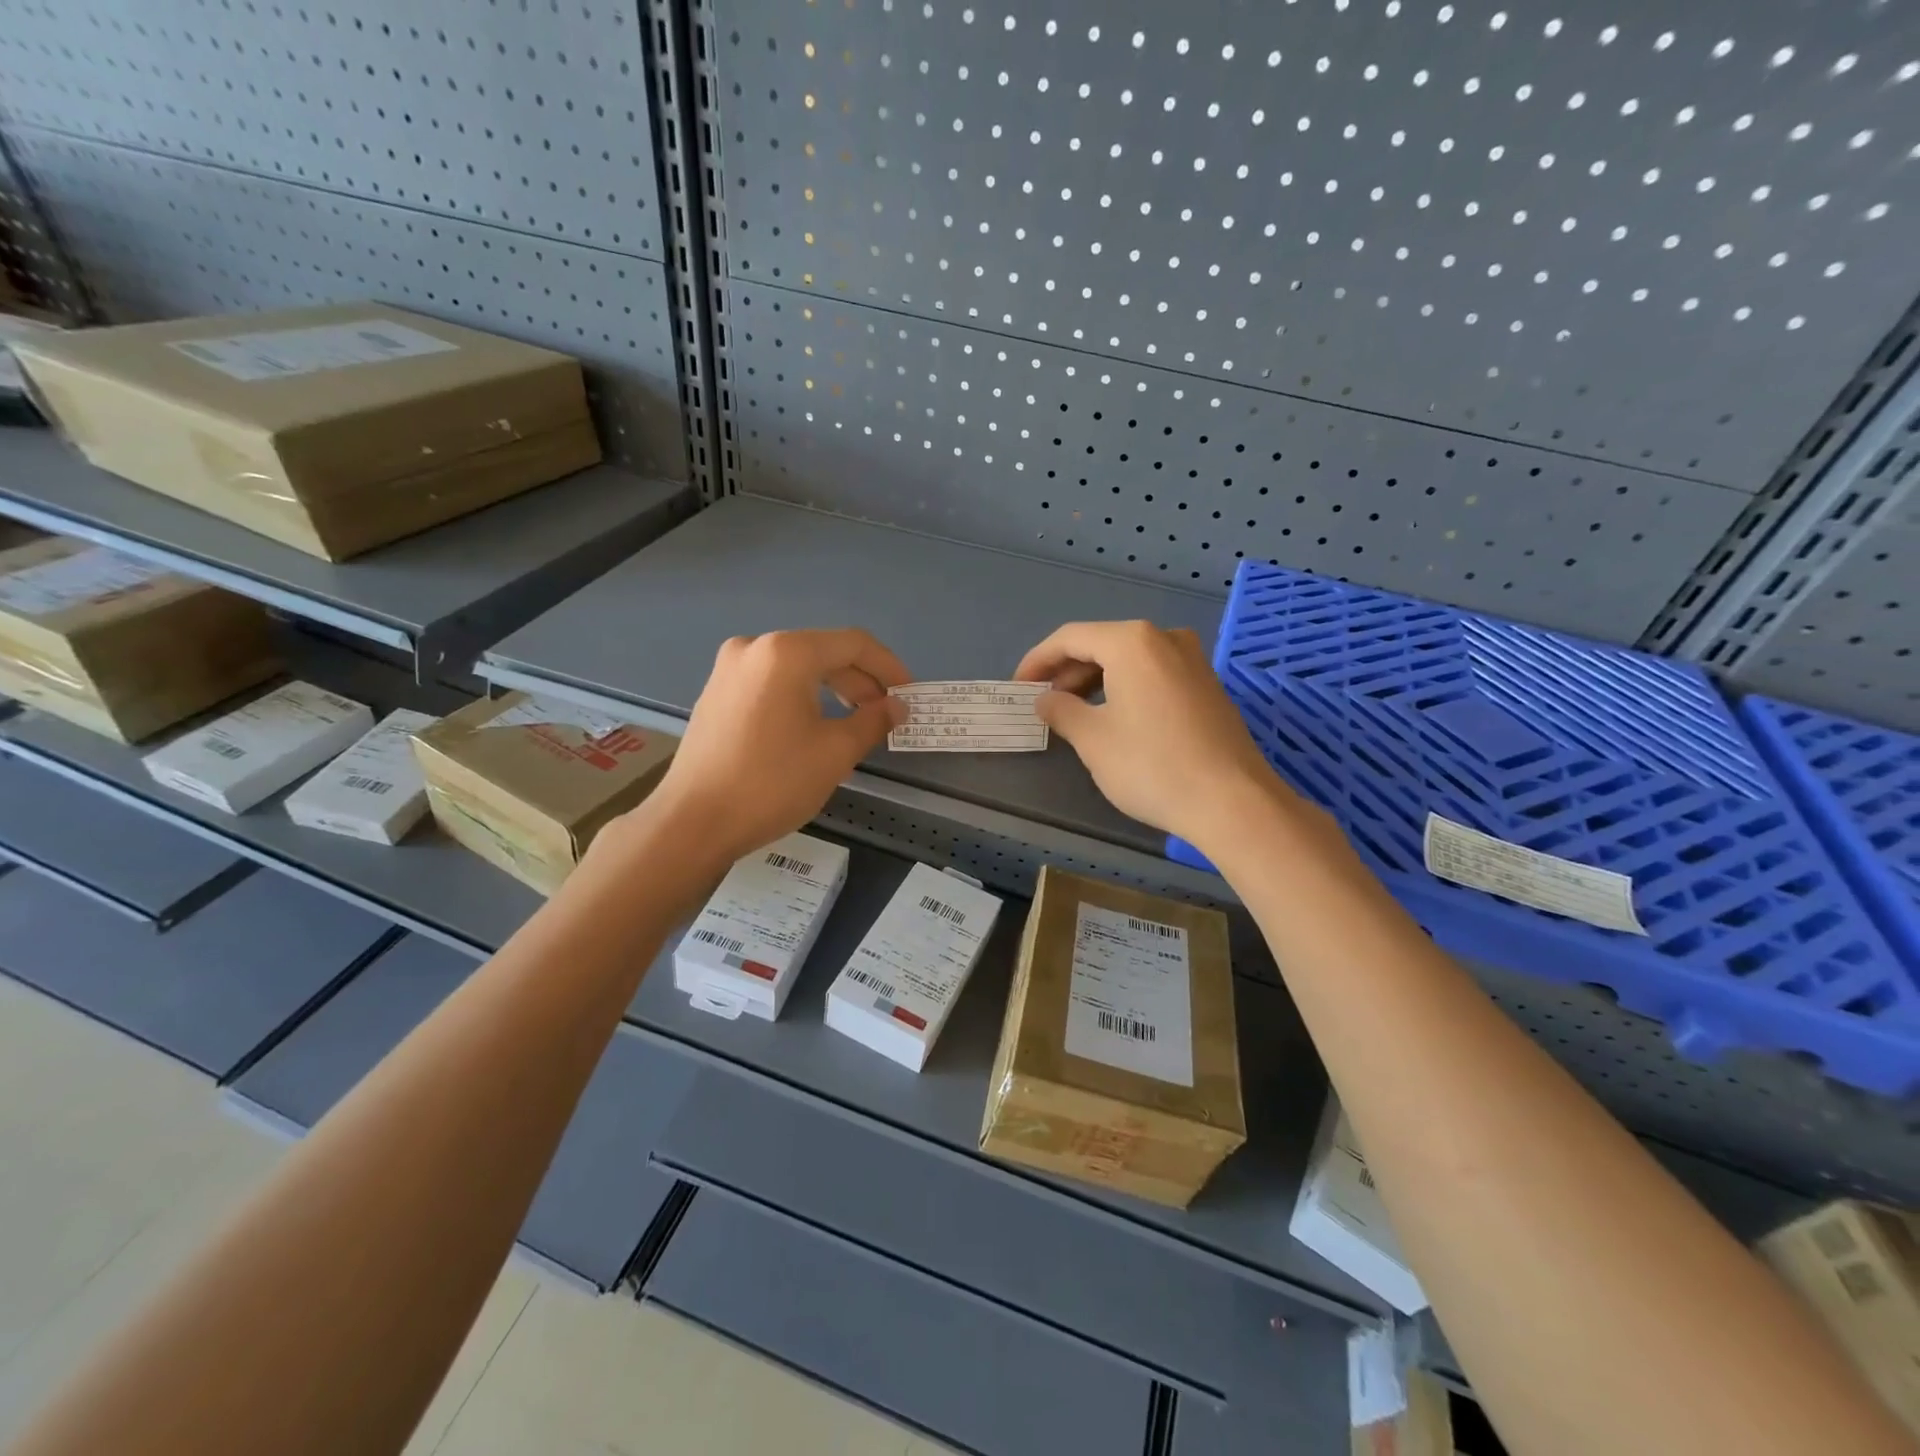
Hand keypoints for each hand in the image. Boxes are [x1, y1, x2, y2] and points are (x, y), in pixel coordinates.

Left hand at [639, 628, 908, 868]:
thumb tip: (896, 706)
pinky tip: (814, 725)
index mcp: (786, 653)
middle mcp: (755, 648)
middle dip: (861, 681)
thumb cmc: (772, 783)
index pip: (853, 644)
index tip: (909, 694)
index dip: (889, 667)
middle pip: (823, 652)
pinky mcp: (716, 693)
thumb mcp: (835, 752)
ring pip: (797, 667)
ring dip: (833, 689)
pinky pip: (772, 682)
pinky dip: (802, 696)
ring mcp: (729, 669)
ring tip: (856, 721)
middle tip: (885, 713)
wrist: (693, 822)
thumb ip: (873, 721)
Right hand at [1015, 620, 1302, 849]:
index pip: (1070, 638)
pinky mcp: (1207, 685)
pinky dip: (1125, 688)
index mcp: (1131, 641)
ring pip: (1129, 660)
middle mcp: (1164, 638)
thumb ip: (1061, 711)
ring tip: (1075, 713)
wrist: (1232, 801)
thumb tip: (1046, 700)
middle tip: (1044, 703)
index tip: (1018, 687)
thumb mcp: (1093, 740)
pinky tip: (1114, 717)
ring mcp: (1192, 660)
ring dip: (1096, 680)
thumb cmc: (1151, 765)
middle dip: (1067, 671)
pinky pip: (1153, 674)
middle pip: (1102, 644)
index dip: (1038, 661)